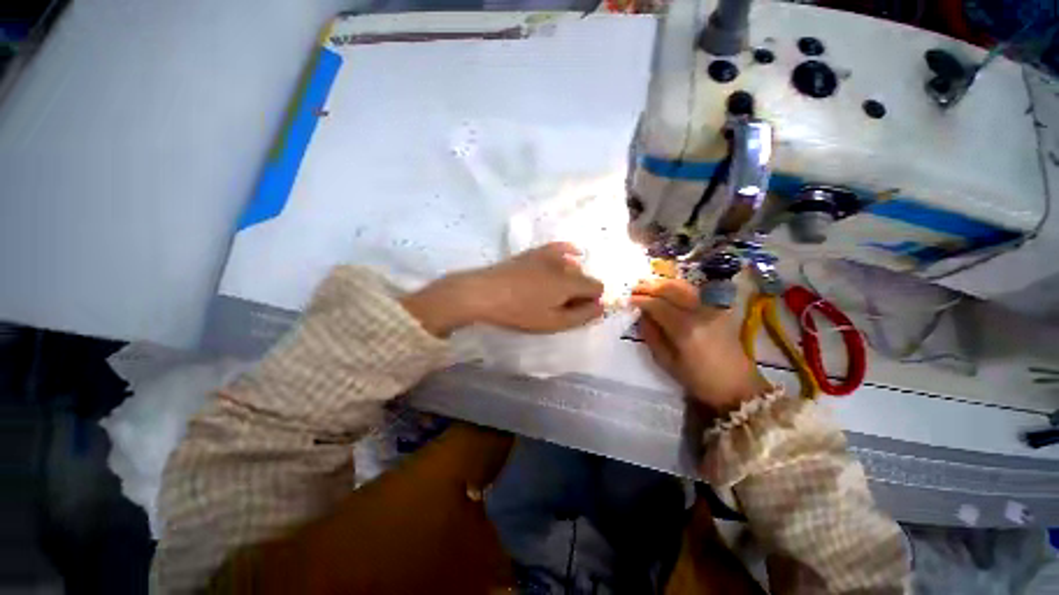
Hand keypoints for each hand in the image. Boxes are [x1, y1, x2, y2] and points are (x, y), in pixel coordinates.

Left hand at [402, 243, 604, 335]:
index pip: (597, 287)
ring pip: (572, 265)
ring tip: (553, 291)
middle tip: (561, 305)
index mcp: (571, 282)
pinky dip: (566, 254)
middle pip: (584, 276)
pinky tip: (567, 258)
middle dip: (580, 290)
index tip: (577, 311)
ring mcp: (549, 254)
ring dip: (570, 277)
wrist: (485, 292)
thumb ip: (581, 316)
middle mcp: (564, 264)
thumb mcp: (552, 322)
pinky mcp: (535, 251)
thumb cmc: (519, 312)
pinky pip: (559, 248)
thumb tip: (601, 307)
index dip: (591, 301)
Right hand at [630, 278, 770, 414]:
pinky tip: (666, 289)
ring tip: (647, 284)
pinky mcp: (718, 308)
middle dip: (650, 286)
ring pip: (683, 285)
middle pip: (671, 289)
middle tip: (635, 287)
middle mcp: (700, 313)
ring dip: (662, 283)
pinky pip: (693, 290)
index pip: (658, 305)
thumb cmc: (699, 379)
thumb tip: (642, 316)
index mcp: (685, 329)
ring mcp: (712, 308)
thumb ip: (652, 336)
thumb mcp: (667, 362)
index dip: (641, 300)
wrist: (737, 385)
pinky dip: (676, 286)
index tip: (628, 299)